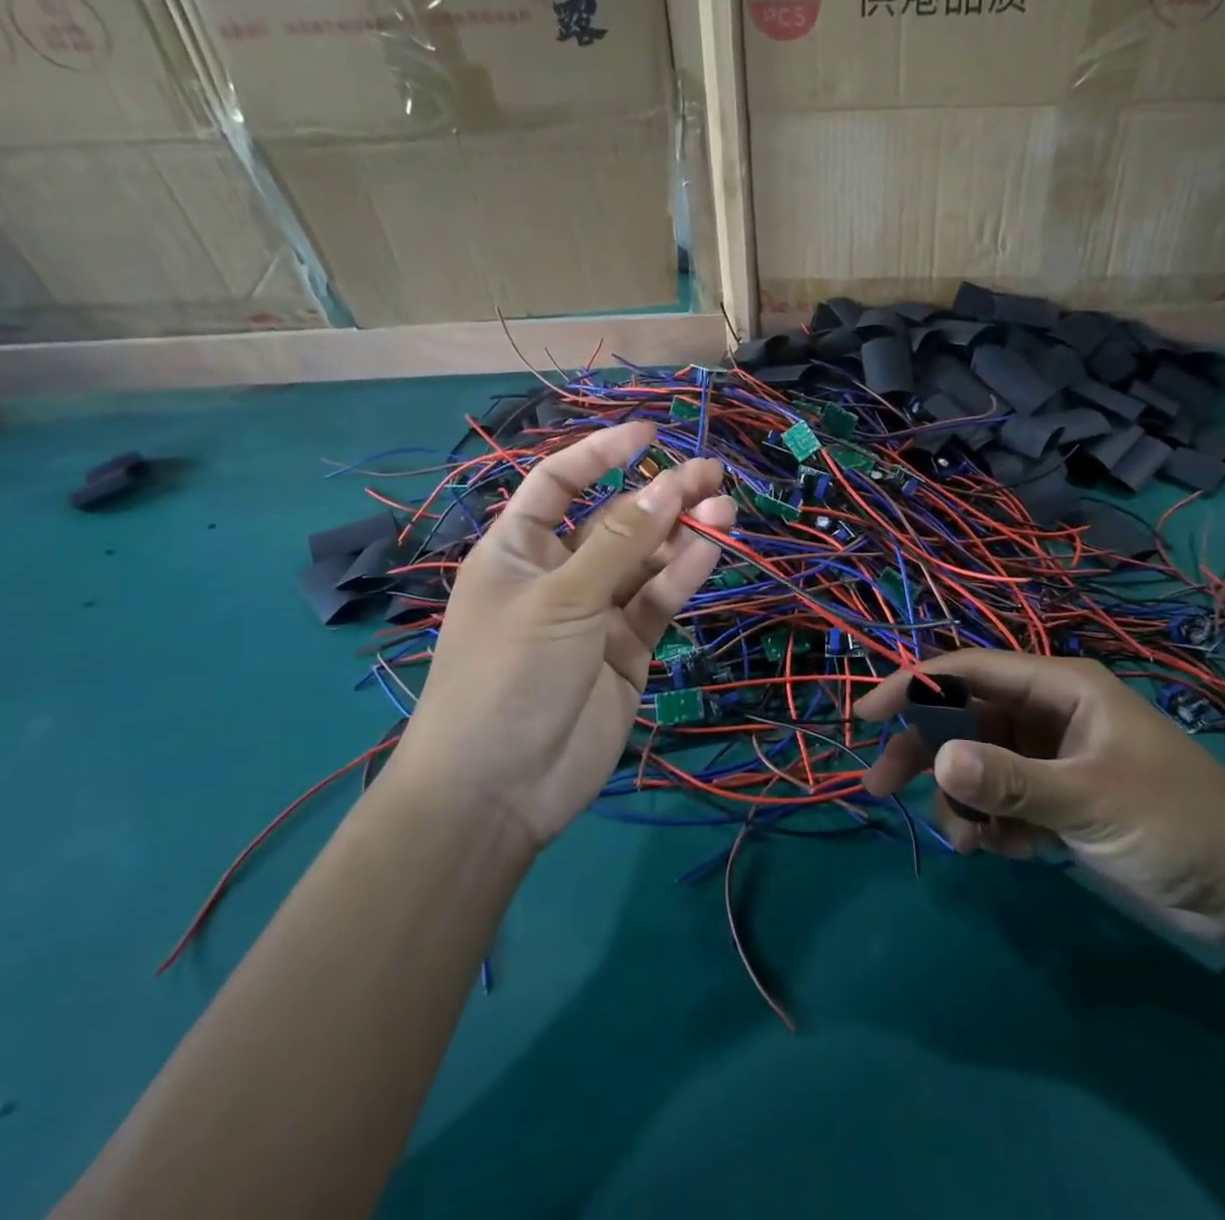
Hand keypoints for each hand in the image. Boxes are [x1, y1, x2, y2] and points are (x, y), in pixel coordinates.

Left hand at [393, 422, 735, 852]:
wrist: (499, 790)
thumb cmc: (507, 675)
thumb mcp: (561, 598)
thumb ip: (619, 543)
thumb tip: (666, 485)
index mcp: (518, 550)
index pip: (558, 483)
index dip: (599, 454)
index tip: (649, 434)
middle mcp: (559, 574)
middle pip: (615, 520)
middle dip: (660, 495)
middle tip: (712, 473)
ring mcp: (596, 614)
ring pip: (646, 561)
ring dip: (682, 533)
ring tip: (725, 508)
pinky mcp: (628, 650)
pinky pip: (658, 601)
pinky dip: (684, 574)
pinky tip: (713, 547)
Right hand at [859, 651, 1224, 940]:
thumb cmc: (1175, 821)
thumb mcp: (1089, 798)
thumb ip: (1012, 781)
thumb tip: (938, 762)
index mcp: (1060, 687)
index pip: (971, 671)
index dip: (915, 687)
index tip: (868, 715)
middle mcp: (1049, 713)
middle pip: (966, 719)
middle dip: (927, 752)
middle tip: (883, 788)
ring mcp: (1052, 757)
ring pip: (979, 764)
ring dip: (963, 799)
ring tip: (968, 841)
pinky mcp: (1057, 799)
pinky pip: (1002, 800)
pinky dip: (991, 823)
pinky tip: (1001, 851)